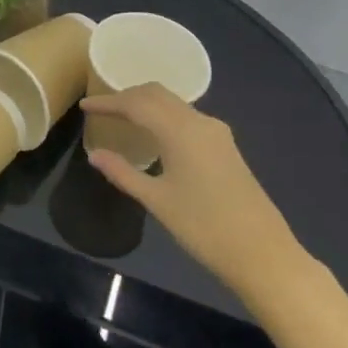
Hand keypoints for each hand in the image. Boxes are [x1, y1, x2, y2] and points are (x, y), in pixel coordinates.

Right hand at [81, 84, 308, 298]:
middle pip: (157, 94)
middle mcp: (200, 122)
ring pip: (174, 104)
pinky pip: (187, 118)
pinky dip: (164, 117)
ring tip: (122, 118)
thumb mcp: (157, 200)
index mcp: (180, 131)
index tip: (84, 106)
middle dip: (127, 96)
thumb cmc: (203, 227)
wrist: (262, 252)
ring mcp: (217, 133)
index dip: (108, 102)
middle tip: (101, 108)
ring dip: (147, 104)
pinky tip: (153, 135)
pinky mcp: (225, 147)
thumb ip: (123, 173)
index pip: (137, 103)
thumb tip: (94, 154)